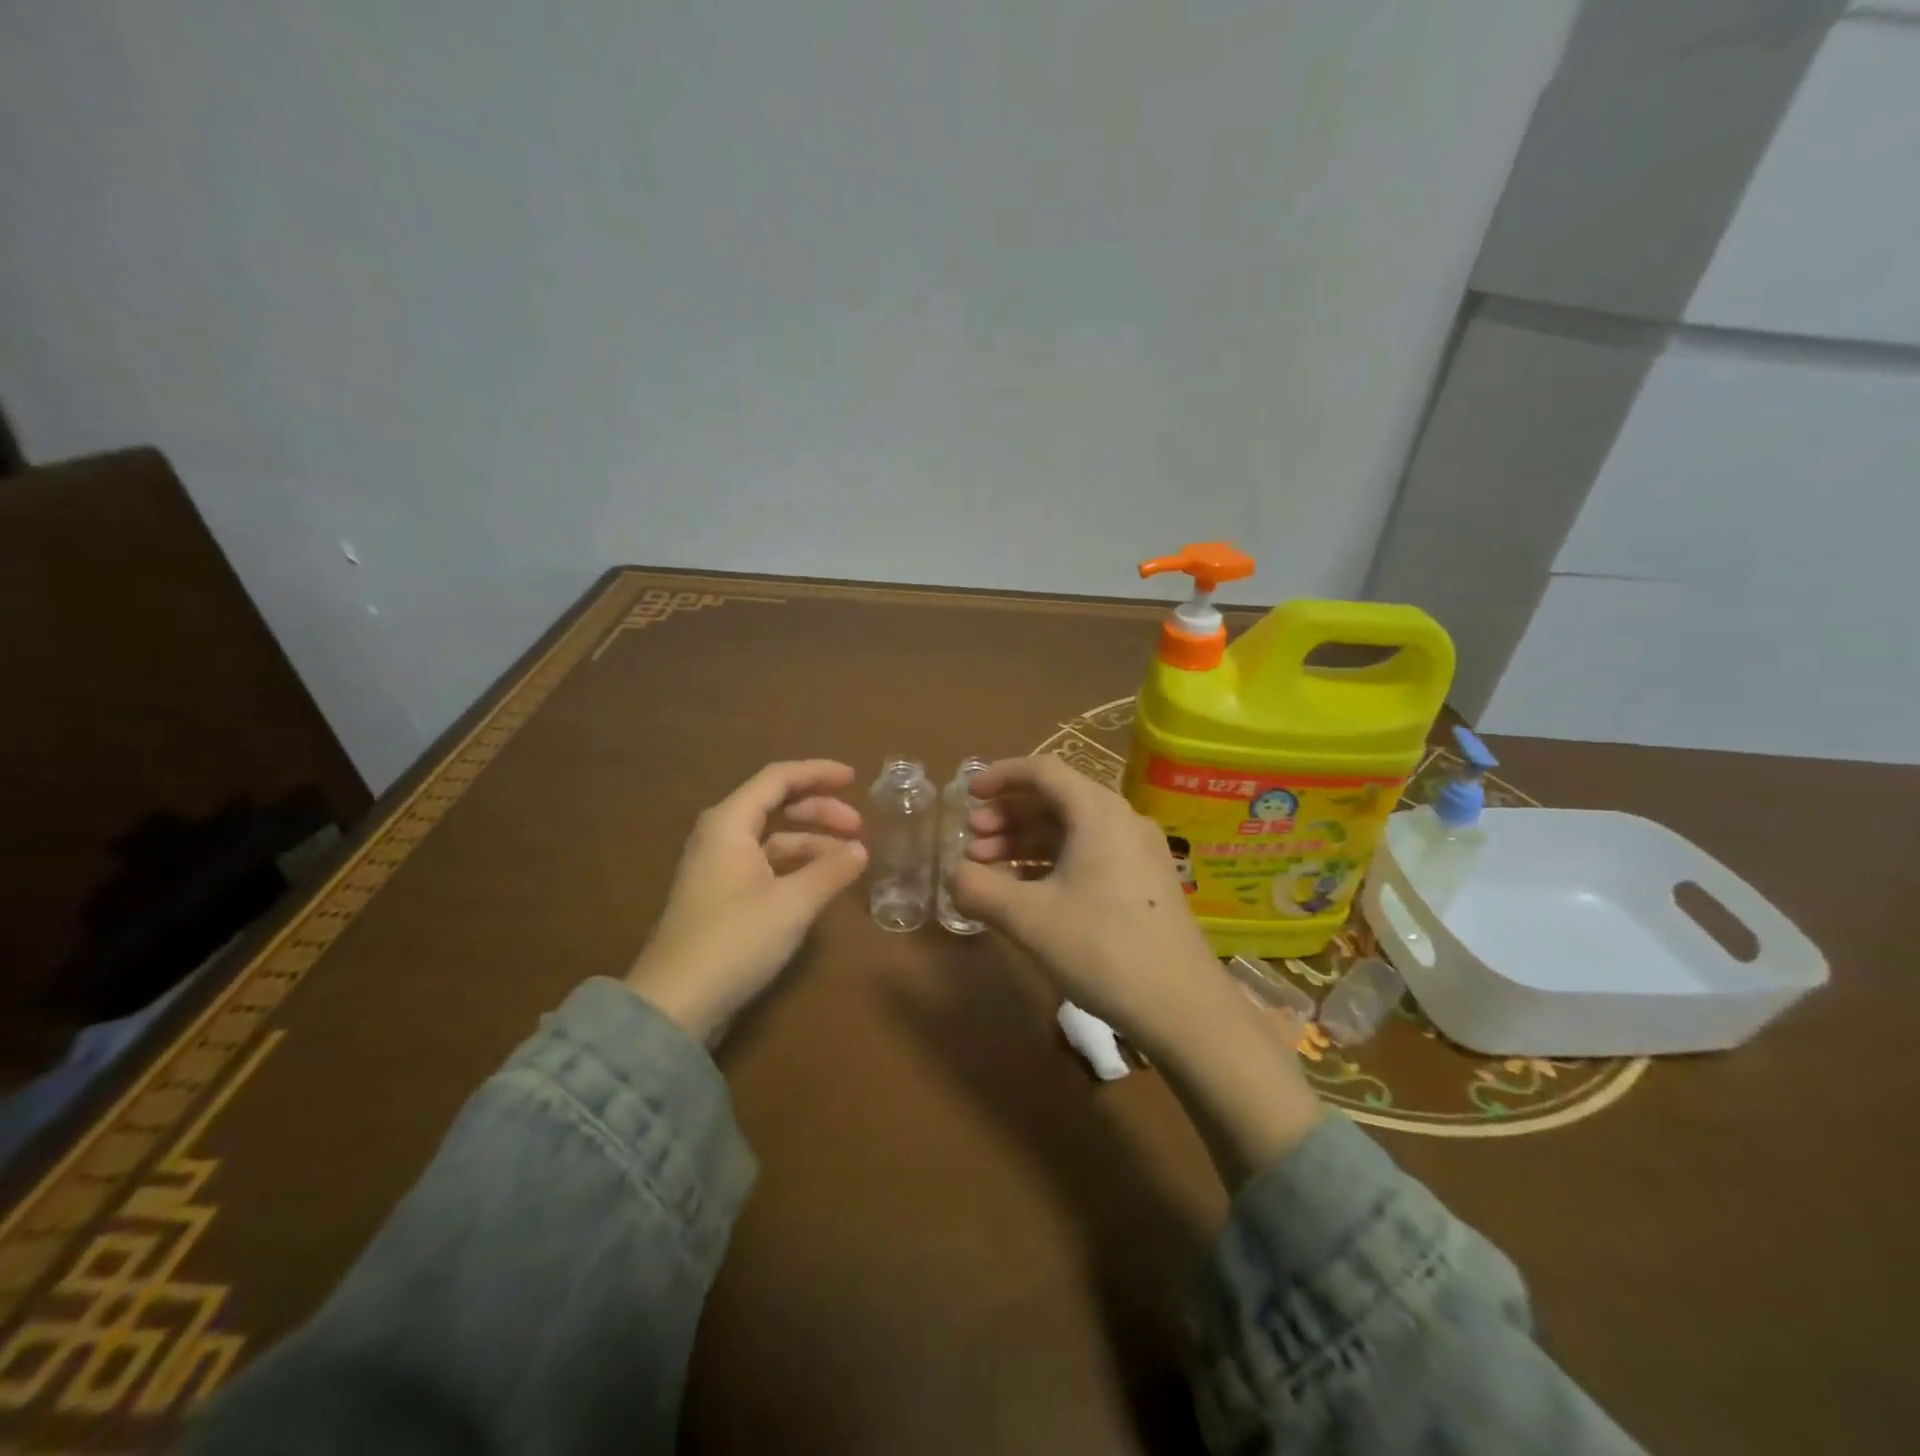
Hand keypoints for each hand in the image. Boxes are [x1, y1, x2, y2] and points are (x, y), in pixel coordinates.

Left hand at [624, 760, 866, 1042]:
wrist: (676, 1003)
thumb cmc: (736, 939)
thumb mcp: (793, 902)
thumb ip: (831, 870)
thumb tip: (860, 850)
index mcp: (730, 822)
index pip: (778, 778)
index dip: (818, 773)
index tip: (854, 778)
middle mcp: (721, 836)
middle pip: (775, 805)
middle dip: (819, 810)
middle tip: (858, 827)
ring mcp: (718, 868)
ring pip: (772, 839)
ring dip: (811, 842)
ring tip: (848, 861)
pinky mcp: (721, 898)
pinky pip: (765, 865)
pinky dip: (796, 866)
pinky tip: (820, 884)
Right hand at [945, 755, 1231, 1057]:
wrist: (1183, 1006)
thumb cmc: (1102, 949)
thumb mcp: (1029, 919)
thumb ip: (979, 889)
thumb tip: (953, 875)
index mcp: (1098, 812)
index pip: (1042, 771)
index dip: (999, 777)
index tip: (967, 797)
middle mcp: (1121, 820)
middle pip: (1055, 799)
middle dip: (1007, 815)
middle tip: (972, 841)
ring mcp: (1137, 851)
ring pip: (1071, 829)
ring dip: (1026, 841)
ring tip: (988, 867)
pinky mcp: (1143, 882)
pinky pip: (1088, 854)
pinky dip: (1051, 862)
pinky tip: (1025, 890)